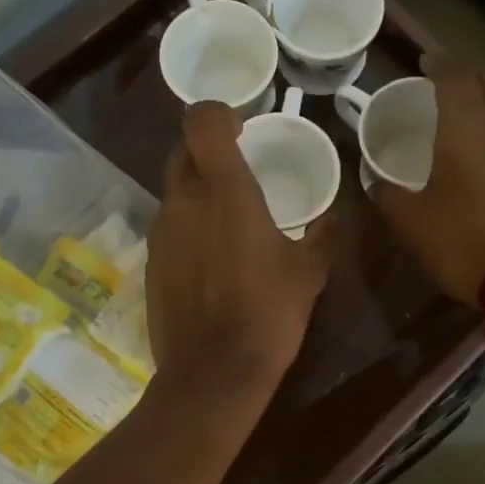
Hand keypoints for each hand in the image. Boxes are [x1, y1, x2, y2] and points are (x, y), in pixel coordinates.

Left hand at [147, 102, 335, 390]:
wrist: (214, 371)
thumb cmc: (269, 312)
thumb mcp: (309, 273)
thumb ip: (323, 236)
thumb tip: (334, 218)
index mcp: (226, 191)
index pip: (201, 121)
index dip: (217, 113)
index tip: (241, 127)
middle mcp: (184, 201)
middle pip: (182, 151)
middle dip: (206, 151)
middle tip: (235, 170)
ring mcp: (161, 232)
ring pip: (174, 191)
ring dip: (196, 192)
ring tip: (227, 221)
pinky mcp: (150, 261)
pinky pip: (167, 227)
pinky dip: (186, 227)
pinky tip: (210, 259)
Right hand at [370, 55, 484, 303]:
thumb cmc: (462, 241)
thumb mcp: (411, 222)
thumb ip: (389, 194)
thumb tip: (376, 182)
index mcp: (466, 124)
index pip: (453, 74)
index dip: (438, 63)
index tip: (425, 63)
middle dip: (471, 76)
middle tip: (453, 89)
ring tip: (482, 123)